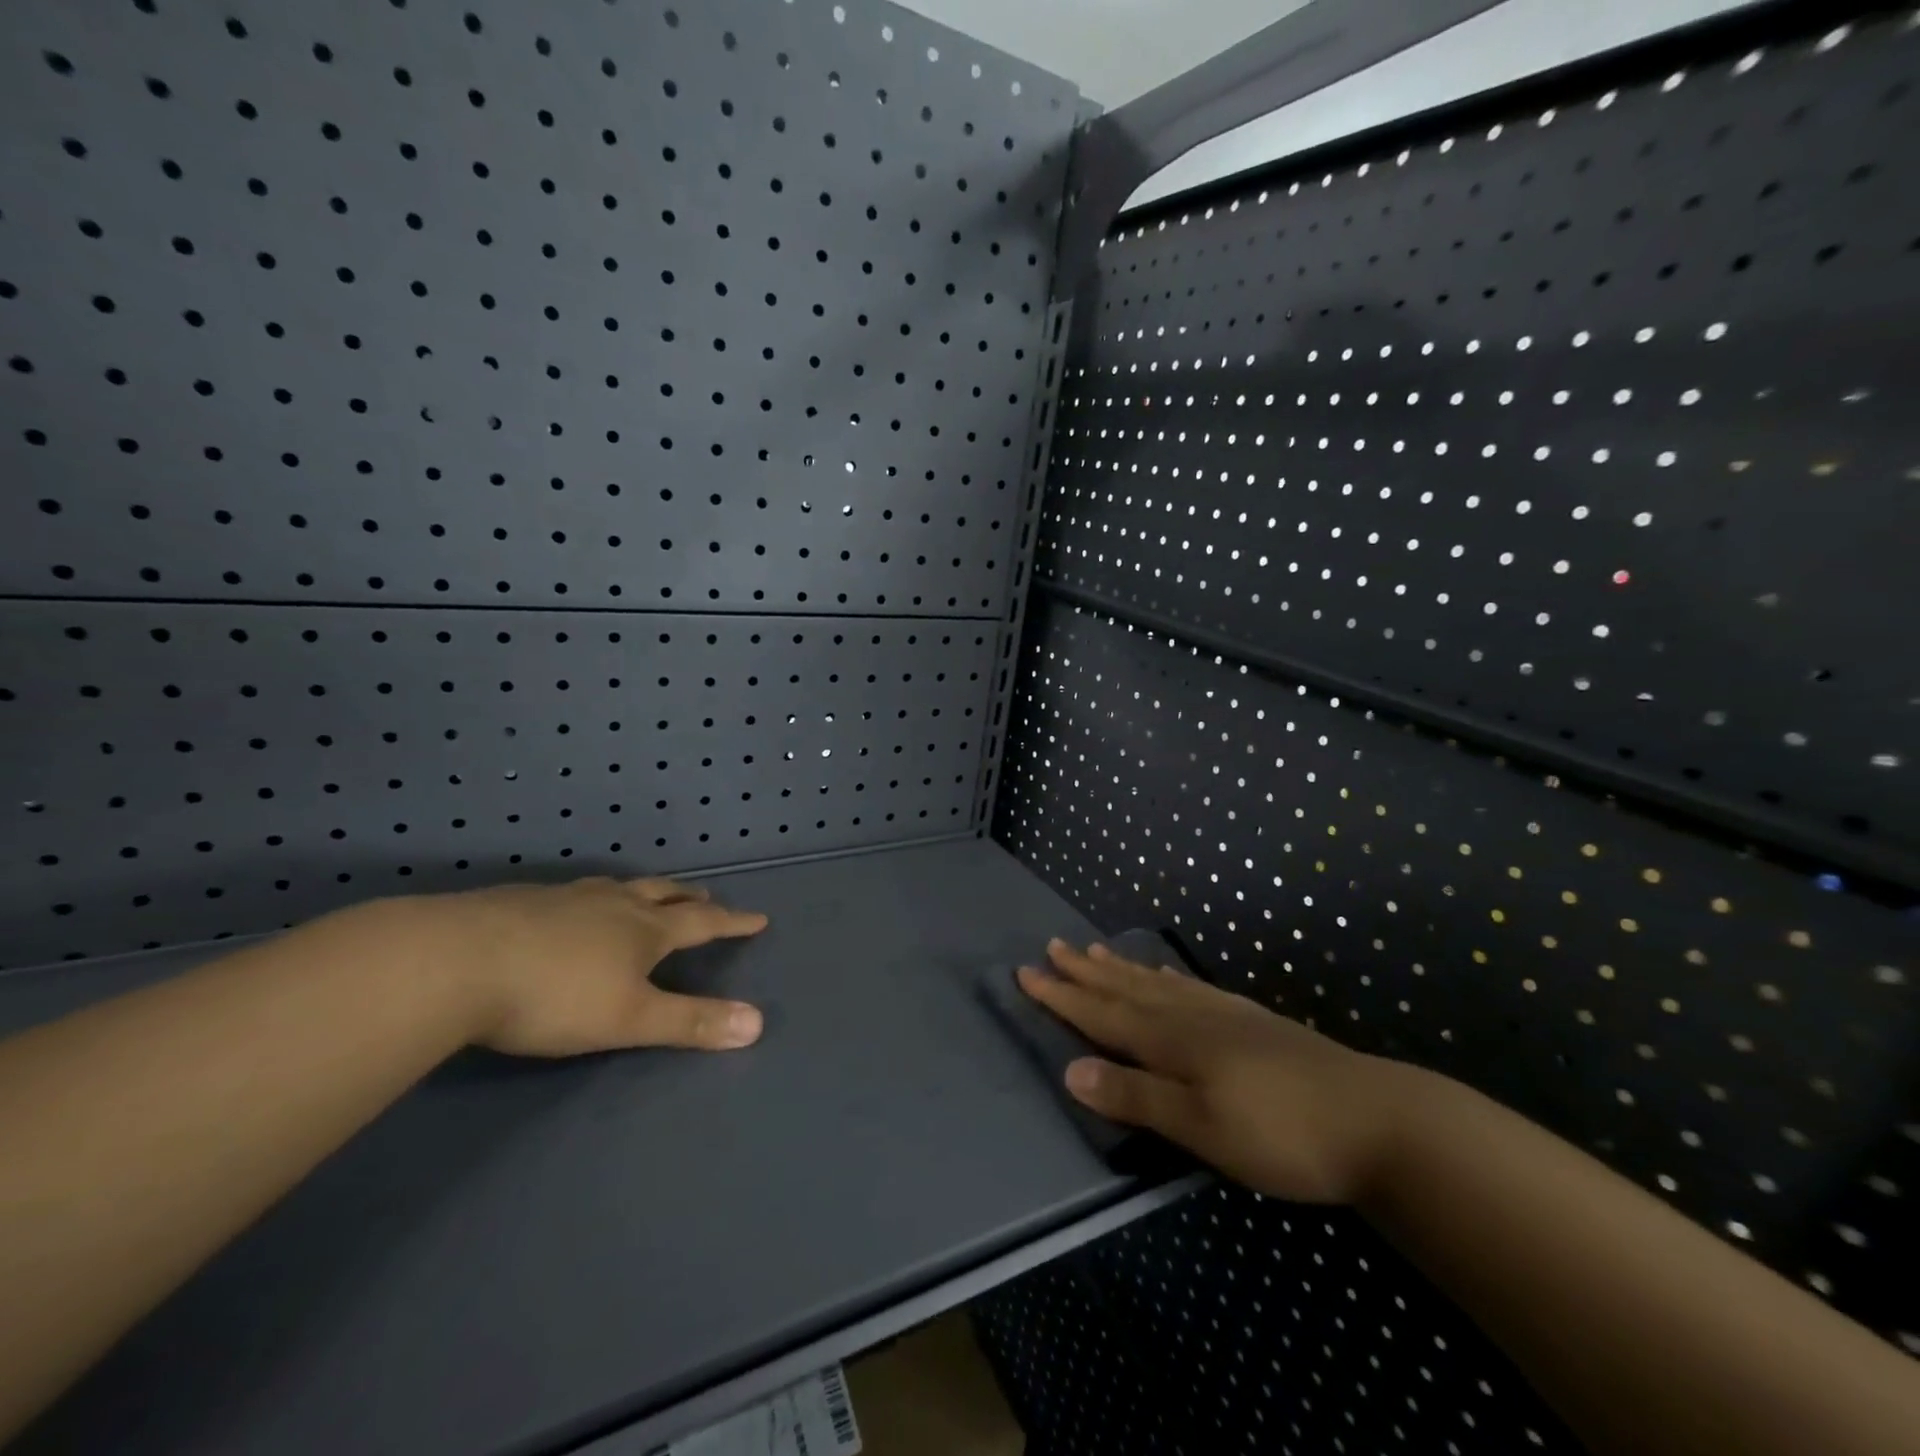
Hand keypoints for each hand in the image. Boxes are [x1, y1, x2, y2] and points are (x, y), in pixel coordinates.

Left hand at [394, 876, 769, 1056]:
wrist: (453, 962)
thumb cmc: (553, 996)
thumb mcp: (629, 1018)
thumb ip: (691, 1022)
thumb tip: (759, 1023)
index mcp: (644, 930)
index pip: (702, 922)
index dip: (732, 922)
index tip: (758, 918)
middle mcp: (612, 904)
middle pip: (661, 894)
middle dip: (689, 897)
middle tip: (706, 896)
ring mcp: (566, 897)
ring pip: (617, 887)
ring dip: (642, 891)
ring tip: (646, 894)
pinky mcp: (521, 900)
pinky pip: (574, 892)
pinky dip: (592, 897)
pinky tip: (572, 908)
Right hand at [1018, 940, 1412, 1202]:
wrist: (1379, 1121)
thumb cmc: (1282, 1134)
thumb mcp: (1202, 1128)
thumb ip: (1137, 1097)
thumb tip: (1070, 1070)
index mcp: (1174, 1041)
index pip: (1103, 1014)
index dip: (1063, 996)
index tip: (1027, 971)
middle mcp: (1193, 1017)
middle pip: (1128, 989)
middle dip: (1087, 973)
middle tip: (1055, 946)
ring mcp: (1227, 1016)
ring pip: (1160, 984)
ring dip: (1123, 969)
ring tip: (1098, 951)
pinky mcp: (1255, 1023)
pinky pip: (1194, 989)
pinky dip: (1169, 978)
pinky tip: (1172, 978)